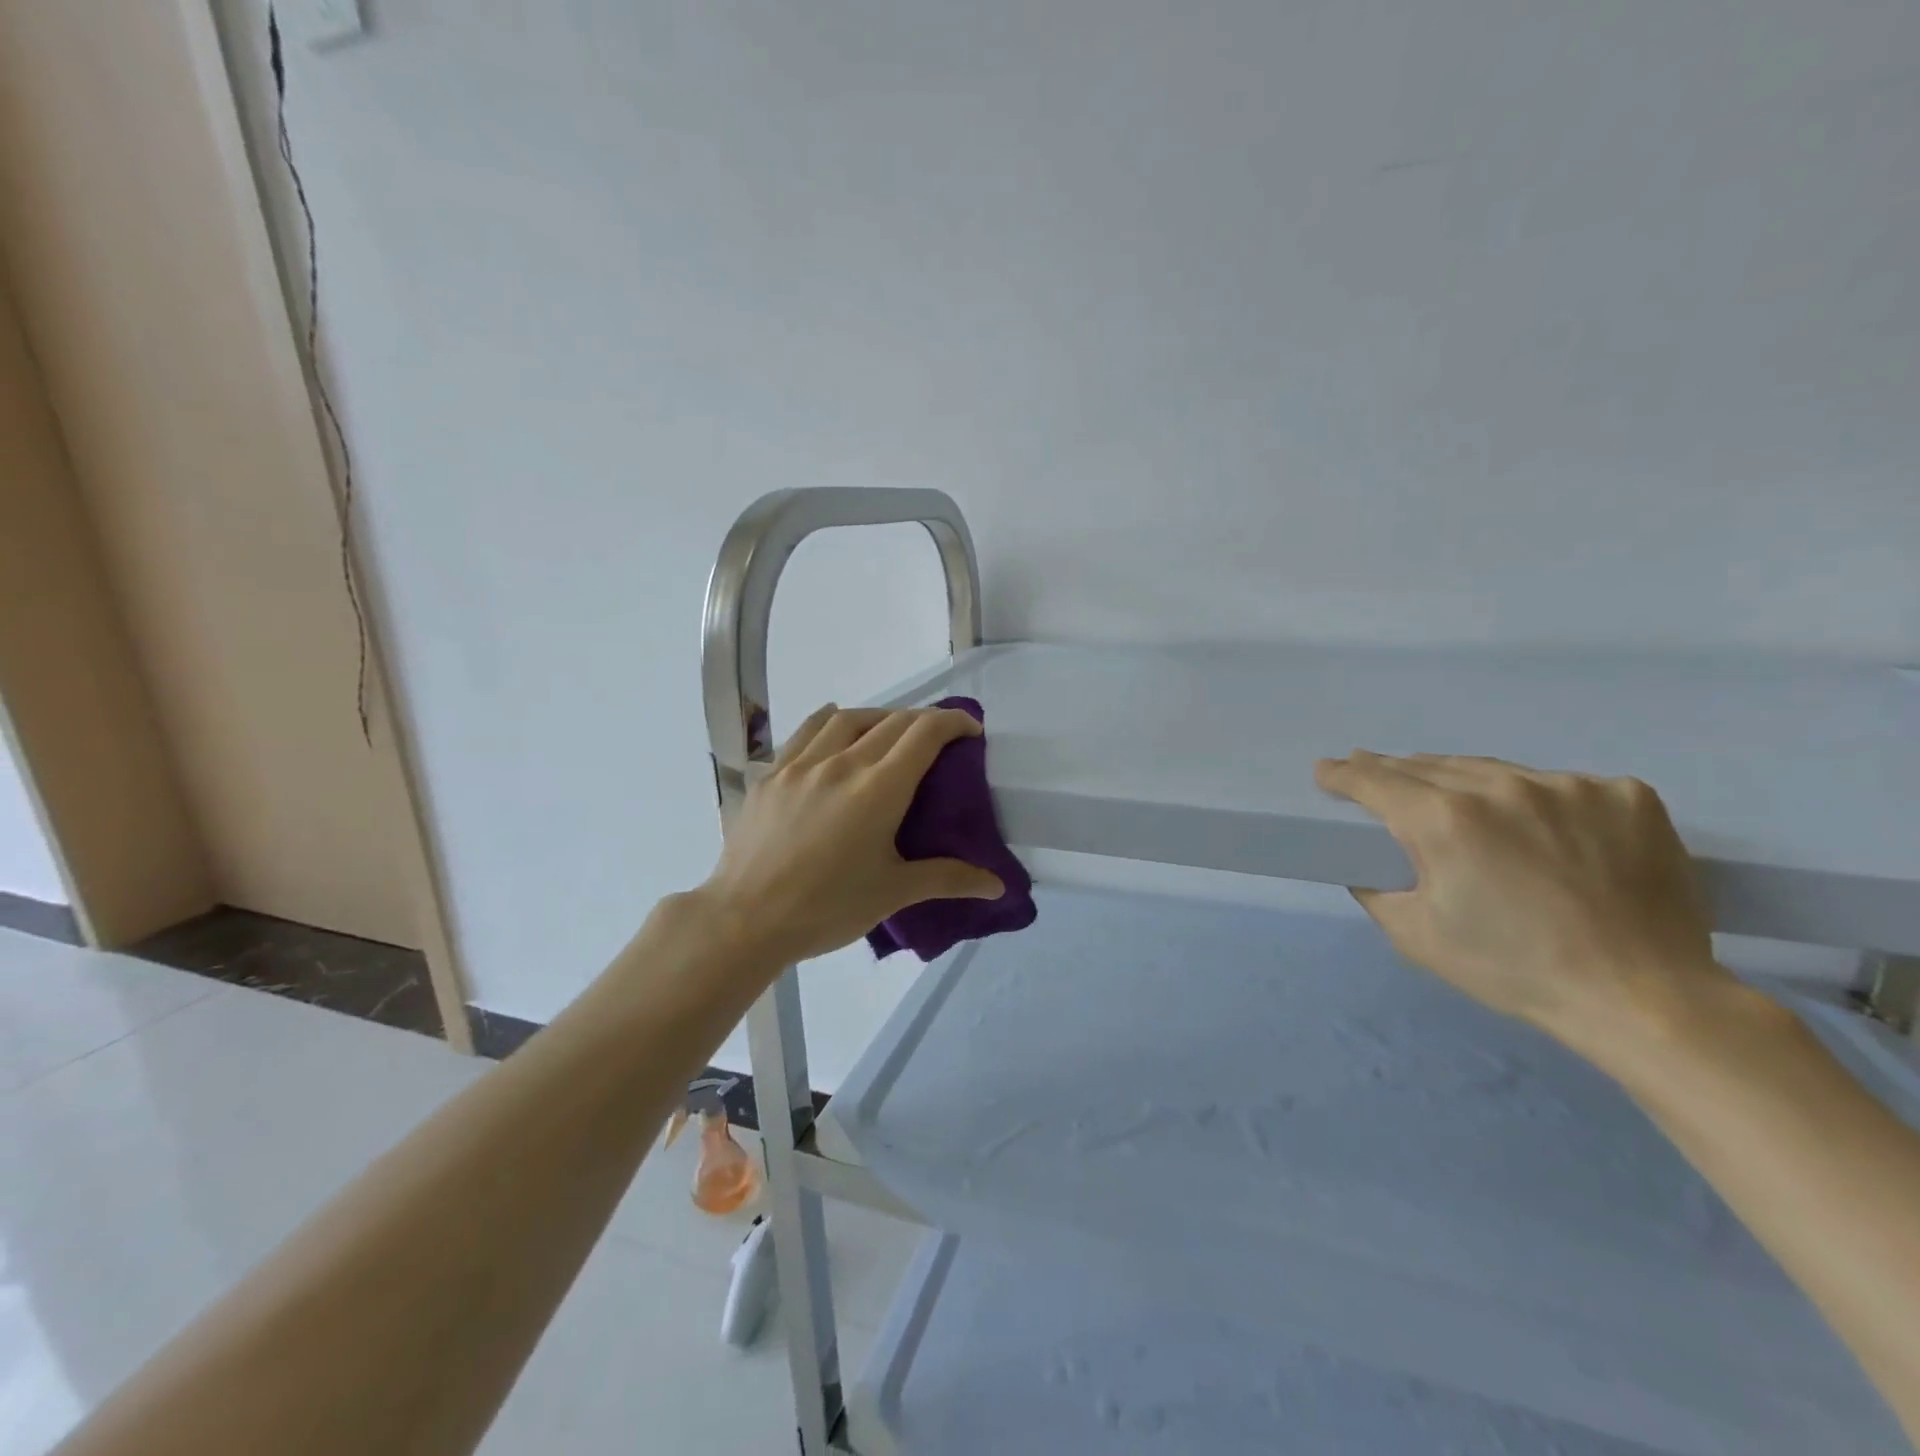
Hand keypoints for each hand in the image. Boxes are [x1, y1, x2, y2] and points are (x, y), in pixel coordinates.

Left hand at [697, 705, 1005, 970]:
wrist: (745, 920)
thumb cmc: (826, 908)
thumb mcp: (893, 893)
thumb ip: (948, 879)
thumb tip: (998, 886)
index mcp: (878, 788)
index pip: (924, 733)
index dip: (954, 722)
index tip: (971, 729)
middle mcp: (841, 763)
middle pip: (891, 722)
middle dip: (922, 722)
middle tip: (938, 739)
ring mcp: (800, 764)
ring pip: (847, 718)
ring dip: (878, 717)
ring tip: (889, 733)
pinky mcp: (771, 774)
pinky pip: (806, 732)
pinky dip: (831, 722)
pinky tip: (834, 729)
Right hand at [1314, 752, 1734, 1054]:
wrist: (1644, 997)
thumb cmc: (1514, 968)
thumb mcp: (1416, 936)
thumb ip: (1375, 888)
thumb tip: (1364, 863)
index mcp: (1444, 821)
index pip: (1375, 781)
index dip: (1343, 774)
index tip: (1326, 769)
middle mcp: (1502, 788)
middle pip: (1429, 767)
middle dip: (1394, 771)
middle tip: (1373, 772)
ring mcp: (1570, 786)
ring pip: (1494, 770)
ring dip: (1462, 780)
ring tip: (1450, 795)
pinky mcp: (1625, 796)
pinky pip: (1562, 785)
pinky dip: (1539, 799)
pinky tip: (1543, 826)